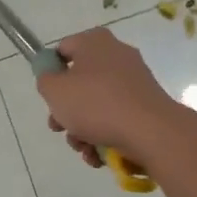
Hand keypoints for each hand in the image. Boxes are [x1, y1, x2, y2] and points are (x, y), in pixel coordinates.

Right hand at [36, 27, 190, 171]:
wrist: (151, 132)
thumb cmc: (97, 104)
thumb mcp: (54, 90)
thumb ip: (45, 80)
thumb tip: (53, 77)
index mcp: (95, 42)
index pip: (63, 50)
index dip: (51, 73)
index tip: (49, 96)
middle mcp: (116, 55)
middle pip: (80, 81)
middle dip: (66, 110)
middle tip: (60, 128)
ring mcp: (134, 80)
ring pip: (97, 103)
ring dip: (83, 128)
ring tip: (83, 148)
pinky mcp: (146, 104)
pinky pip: (117, 116)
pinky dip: (105, 134)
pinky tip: (99, 154)